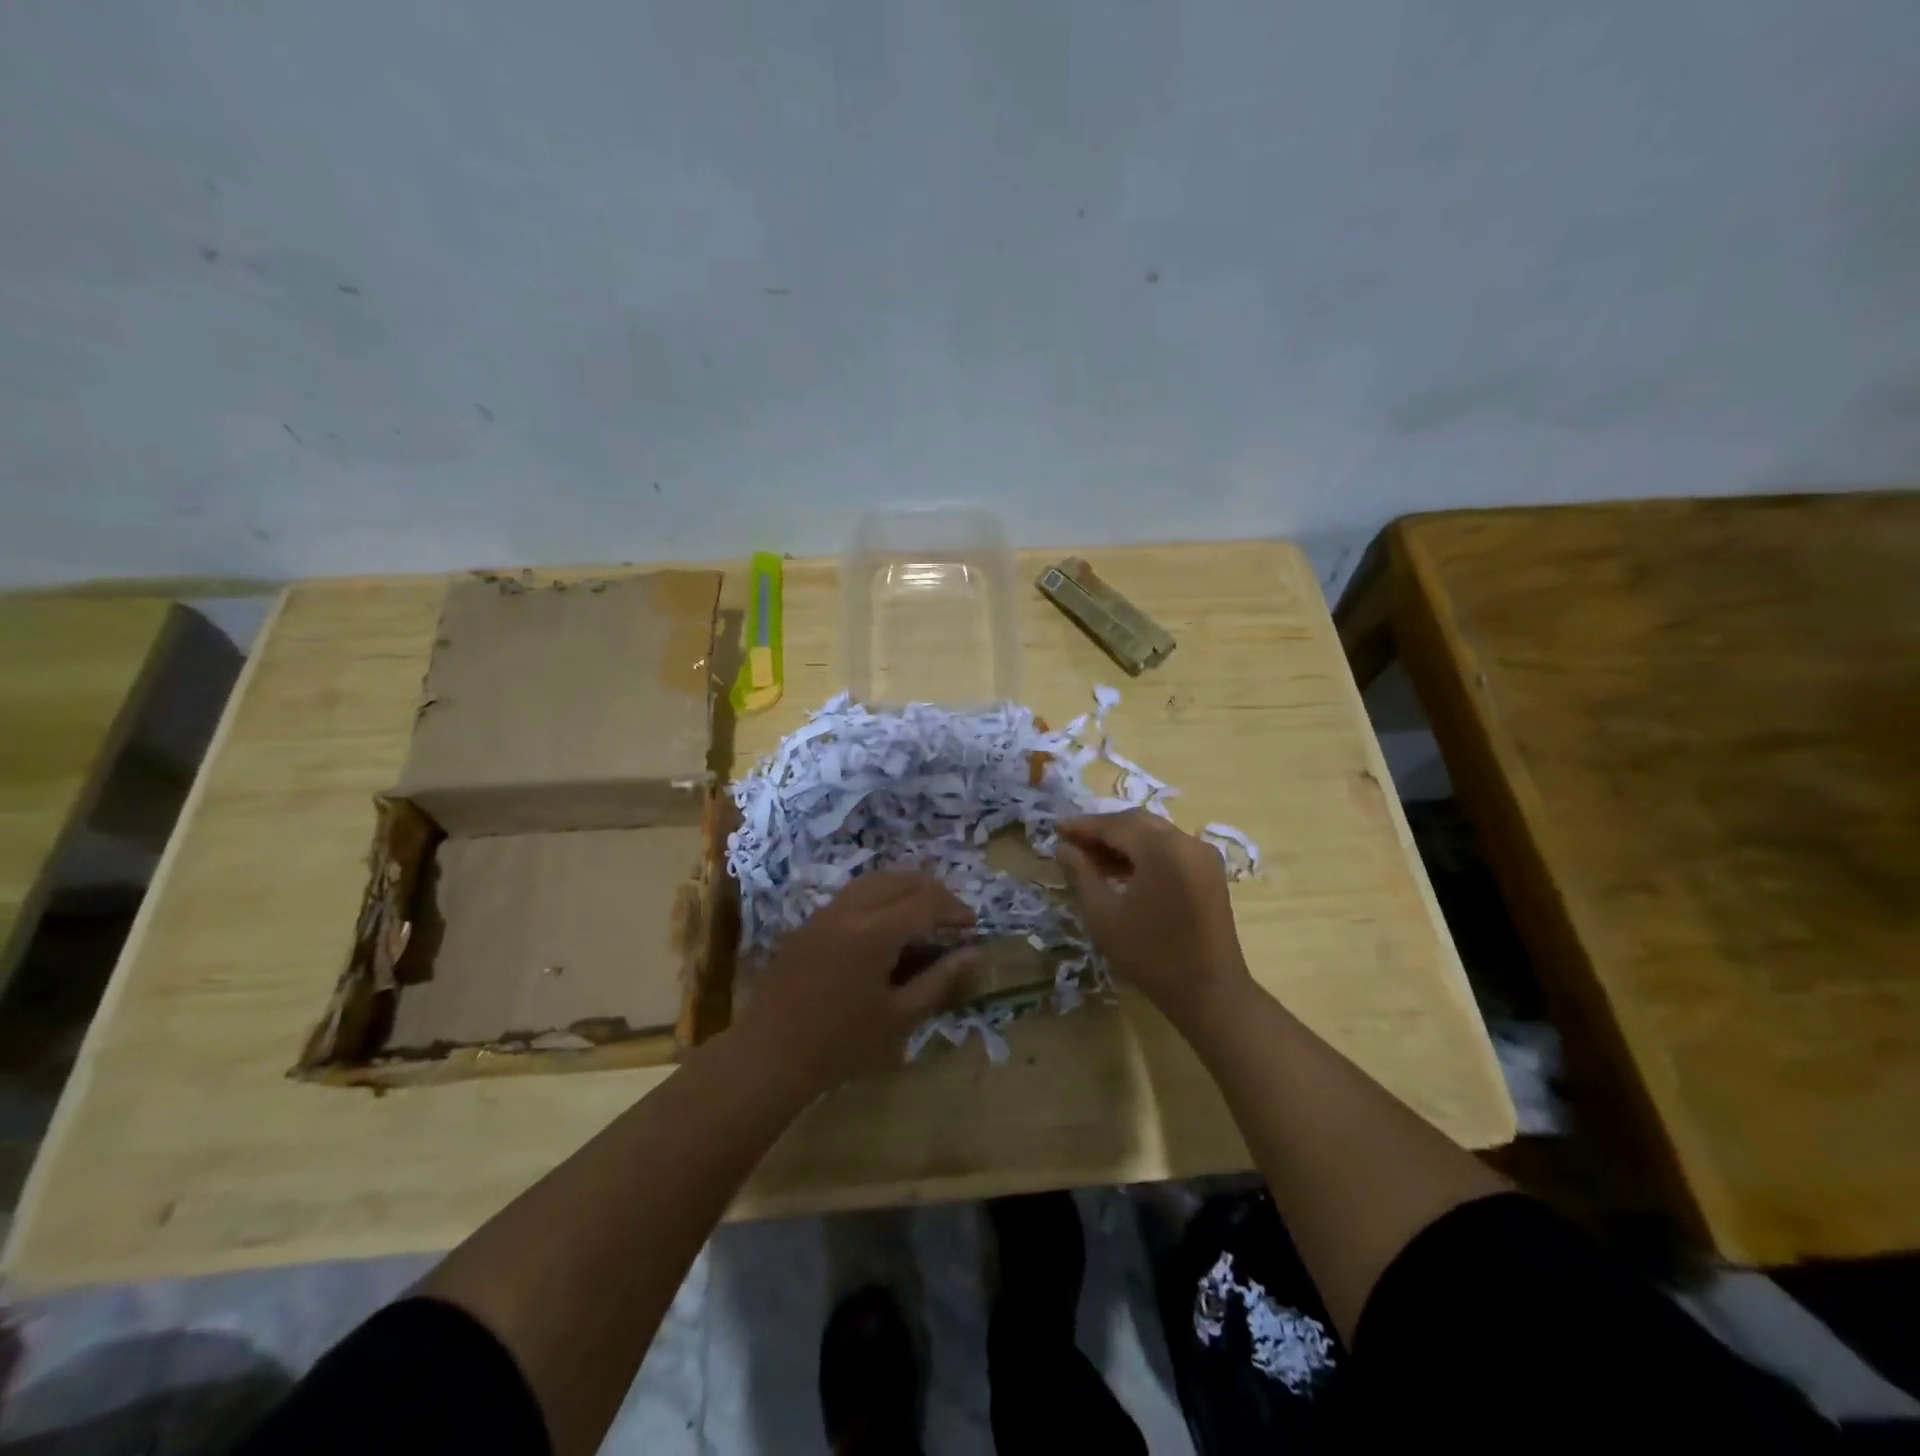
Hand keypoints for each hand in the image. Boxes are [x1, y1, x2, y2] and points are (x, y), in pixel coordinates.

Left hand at [733, 871, 977, 1092]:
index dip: (954, 909)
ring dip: (905, 889)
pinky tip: (887, 924)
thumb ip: (939, 981)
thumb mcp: (899, 1018)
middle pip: (901, 880)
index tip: (972, 927)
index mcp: (874, 932)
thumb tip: (974, 954)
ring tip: (924, 915)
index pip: (925, 902)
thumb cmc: (840, 1044)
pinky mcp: (810, 923)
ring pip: (875, 881)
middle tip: (952, 918)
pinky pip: (853, 893)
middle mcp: (849, 910)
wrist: (769, 1055)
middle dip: (933, 892)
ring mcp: (825, 912)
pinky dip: (880, 896)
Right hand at [1054, 810, 1251, 1026]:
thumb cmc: (1150, 954)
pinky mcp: (1209, 872)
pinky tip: (1121, 871)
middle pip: (1137, 823)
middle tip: (1072, 843)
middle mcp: (1187, 841)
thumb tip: (1064, 847)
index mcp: (1162, 848)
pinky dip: (1144, 853)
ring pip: (1154, 834)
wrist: (1208, 992)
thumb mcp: (1104, 915)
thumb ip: (1081, 874)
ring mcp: (1203, 856)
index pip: (1115, 825)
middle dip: (1103, 830)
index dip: (1084, 826)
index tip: (1057, 830)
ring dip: (1123, 842)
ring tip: (1091, 860)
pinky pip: (1170, 849)